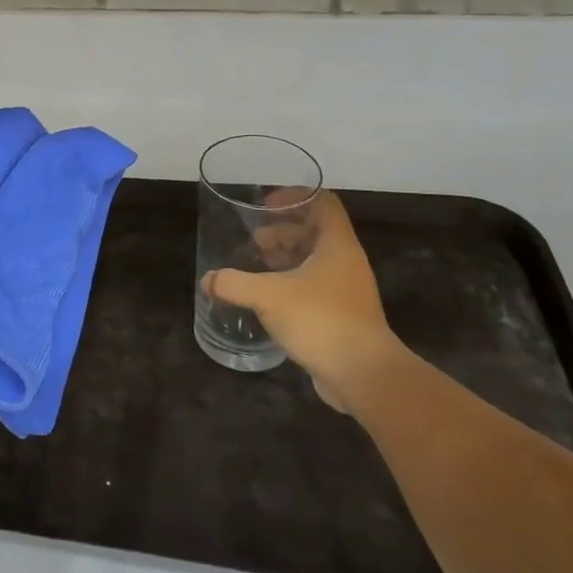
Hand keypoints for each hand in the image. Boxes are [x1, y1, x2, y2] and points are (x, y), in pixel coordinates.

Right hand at [202, 191, 402, 411]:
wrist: (364, 375)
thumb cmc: (320, 320)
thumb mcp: (268, 296)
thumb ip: (234, 283)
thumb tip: (208, 280)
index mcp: (337, 245)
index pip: (323, 203)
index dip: (294, 197)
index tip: (265, 206)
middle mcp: (346, 262)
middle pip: (316, 231)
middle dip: (284, 230)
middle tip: (255, 239)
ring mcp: (347, 291)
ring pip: (315, 261)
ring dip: (287, 257)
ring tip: (258, 264)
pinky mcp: (343, 316)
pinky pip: (316, 287)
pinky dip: (292, 283)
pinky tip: (269, 298)